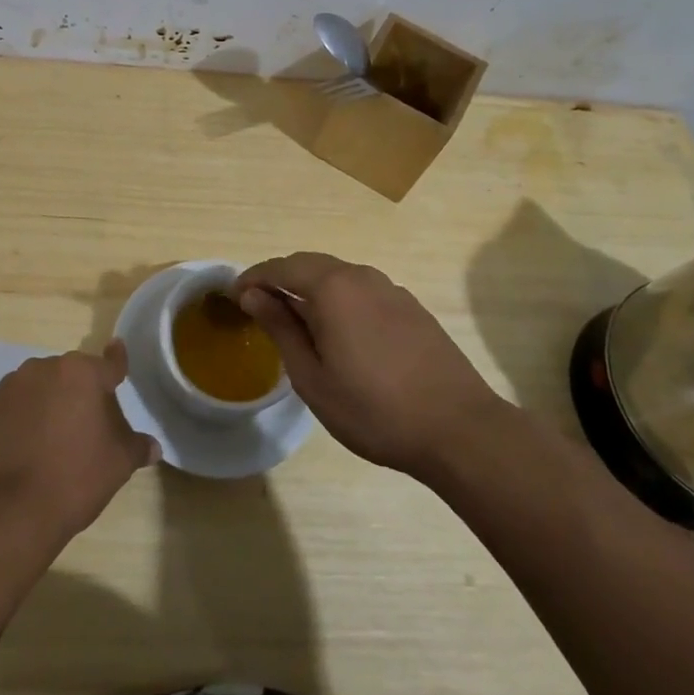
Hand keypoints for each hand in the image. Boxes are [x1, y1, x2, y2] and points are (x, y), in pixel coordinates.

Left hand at [0, 341, 159, 543]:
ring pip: (33, 393)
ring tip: (50, 445)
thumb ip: (136, 447)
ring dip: (43, 408)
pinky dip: (15, 429)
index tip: (117, 349)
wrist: (7, 513)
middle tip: (86, 427)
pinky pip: (6, 417)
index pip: (107, 364)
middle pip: (67, 377)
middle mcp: (39, 371)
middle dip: (77, 395)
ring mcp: (4, 392)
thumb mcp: (117, 464)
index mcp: (78, 374)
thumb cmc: (73, 478)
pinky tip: (21, 458)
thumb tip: (152, 446)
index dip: (116, 362)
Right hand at [237, 253, 506, 481]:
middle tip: (259, 306)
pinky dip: (339, 300)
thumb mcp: (312, 377)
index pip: (281, 268)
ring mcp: (391, 290)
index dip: (253, 278)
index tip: (234, 296)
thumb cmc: (374, 409)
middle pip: (310, 265)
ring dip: (311, 290)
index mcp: (332, 288)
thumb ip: (281, 329)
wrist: (459, 429)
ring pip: (338, 277)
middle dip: (280, 280)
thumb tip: (254, 295)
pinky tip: (339, 332)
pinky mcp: (412, 307)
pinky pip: (362, 291)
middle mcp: (361, 276)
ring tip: (296, 321)